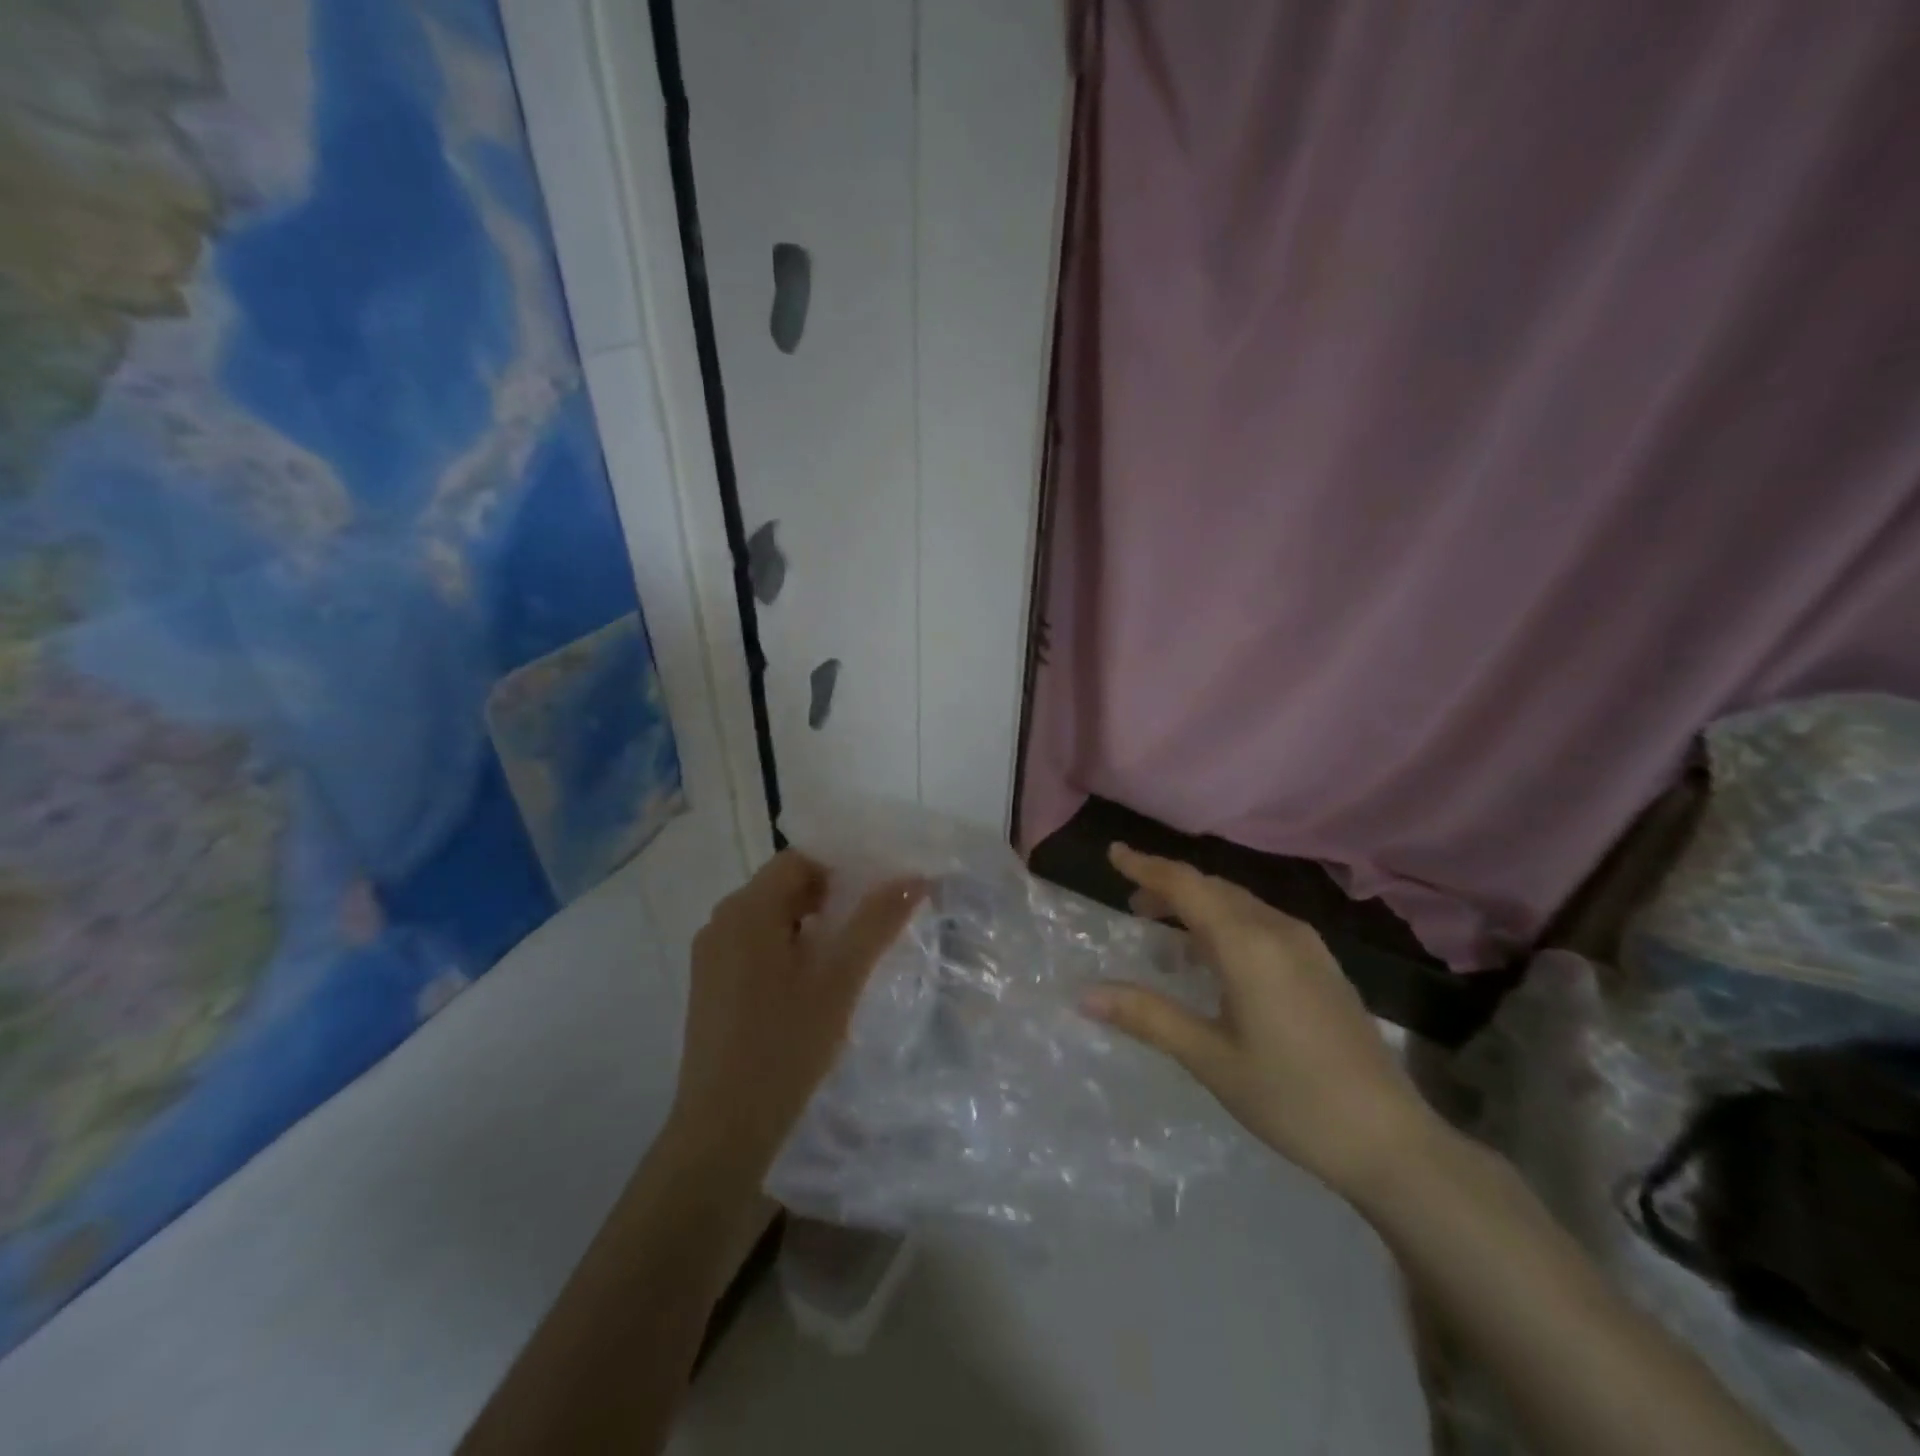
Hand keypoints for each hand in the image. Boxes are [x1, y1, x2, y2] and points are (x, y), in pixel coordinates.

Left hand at [669, 851, 925, 1169]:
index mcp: (747, 909)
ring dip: (812, 923)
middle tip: (874, 920)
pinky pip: (756, 945)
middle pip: (784, 886)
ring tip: (852, 951)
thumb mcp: (840, 979)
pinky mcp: (711, 985)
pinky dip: (790, 947)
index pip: (800, 859)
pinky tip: (817, 980)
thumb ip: (877, 922)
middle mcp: (722, 921)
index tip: (880, 888)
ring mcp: (712, 955)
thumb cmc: (785, 1045)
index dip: (843, 866)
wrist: (723, 1129)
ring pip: (772, 917)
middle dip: (832, 896)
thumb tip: (914, 878)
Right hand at [1083, 844, 1439, 1201]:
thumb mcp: (1210, 1059)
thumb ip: (1147, 1017)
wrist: (1391, 1140)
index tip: (1114, 853)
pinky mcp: (1322, 966)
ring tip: (1165, 934)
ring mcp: (1308, 947)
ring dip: (1198, 907)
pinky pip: (1261, 924)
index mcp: (1248, 945)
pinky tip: (1215, 961)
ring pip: (1239, 905)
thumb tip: (1085, 994)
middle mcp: (1279, 931)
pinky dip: (1226, 925)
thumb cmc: (1291, 1098)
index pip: (1187, 886)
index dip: (1146, 866)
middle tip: (1132, 904)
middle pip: (1213, 889)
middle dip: (1169, 888)